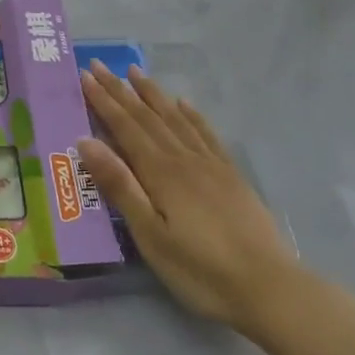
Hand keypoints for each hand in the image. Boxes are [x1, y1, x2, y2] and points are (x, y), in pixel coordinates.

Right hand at [77, 61, 299, 334]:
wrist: (270, 289)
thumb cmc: (200, 269)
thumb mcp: (150, 235)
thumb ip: (119, 186)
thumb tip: (86, 141)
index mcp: (161, 172)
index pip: (125, 127)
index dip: (104, 101)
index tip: (85, 75)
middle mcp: (184, 159)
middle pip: (147, 117)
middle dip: (121, 90)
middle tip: (99, 65)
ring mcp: (211, 165)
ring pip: (176, 119)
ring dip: (153, 94)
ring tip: (135, 72)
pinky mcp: (232, 177)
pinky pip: (207, 135)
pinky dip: (192, 115)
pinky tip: (185, 104)